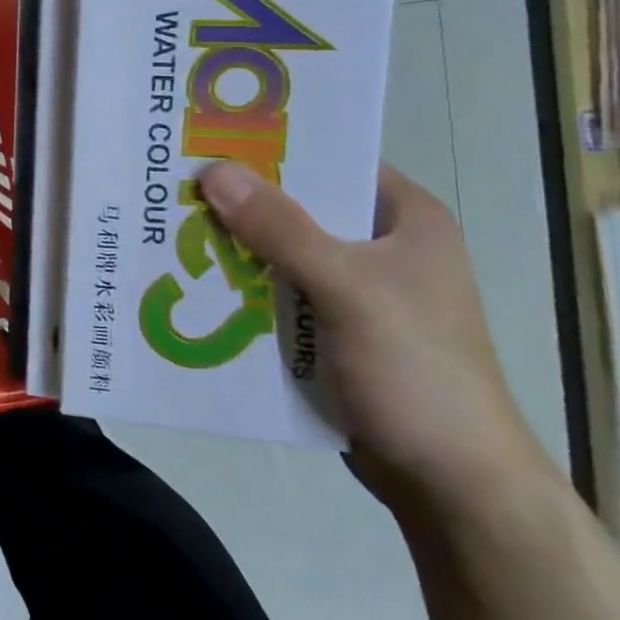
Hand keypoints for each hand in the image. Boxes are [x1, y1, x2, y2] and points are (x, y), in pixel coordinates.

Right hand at [197, 160, 556, 518]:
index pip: (331, 159)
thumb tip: (213, 170)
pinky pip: (275, 290)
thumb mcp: (347, 289)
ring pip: (279, 250)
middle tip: (172, 181)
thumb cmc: (415, 370)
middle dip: (238, 198)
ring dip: (233, 244)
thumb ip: (281, 228)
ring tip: (168, 224)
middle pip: (296, 205)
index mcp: (405, 218)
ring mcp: (355, 290)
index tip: (206, 135)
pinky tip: (194, 280)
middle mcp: (380, 245)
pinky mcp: (331, 329)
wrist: (451, 484)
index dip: (271, 144)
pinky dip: (240, 285)